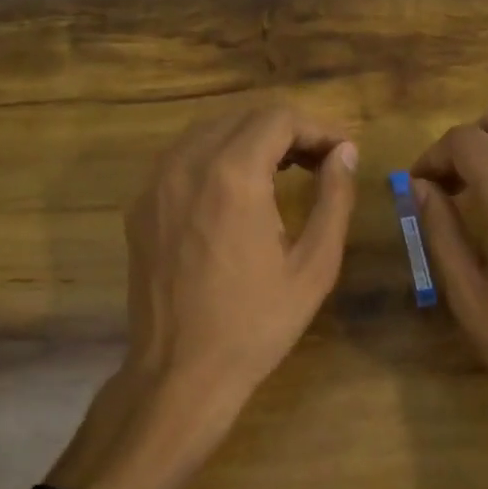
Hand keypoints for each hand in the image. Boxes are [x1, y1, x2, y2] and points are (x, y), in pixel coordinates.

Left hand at [48, 105, 358, 488]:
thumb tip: (346, 153)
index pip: (279, 117)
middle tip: (320, 163)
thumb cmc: (256, 323)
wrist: (180, 372)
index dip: (318, 127)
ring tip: (284, 172)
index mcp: (233, 175)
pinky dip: (218, 157)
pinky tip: (239, 191)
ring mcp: (157, 183)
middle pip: (244, 116)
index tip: (342, 153)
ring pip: (211, 131)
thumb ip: (334, 198)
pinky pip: (184, 157)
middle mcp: (188, 164)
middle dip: (288, 130)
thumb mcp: (314, 265)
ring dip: (252, 139)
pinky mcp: (142, 205)